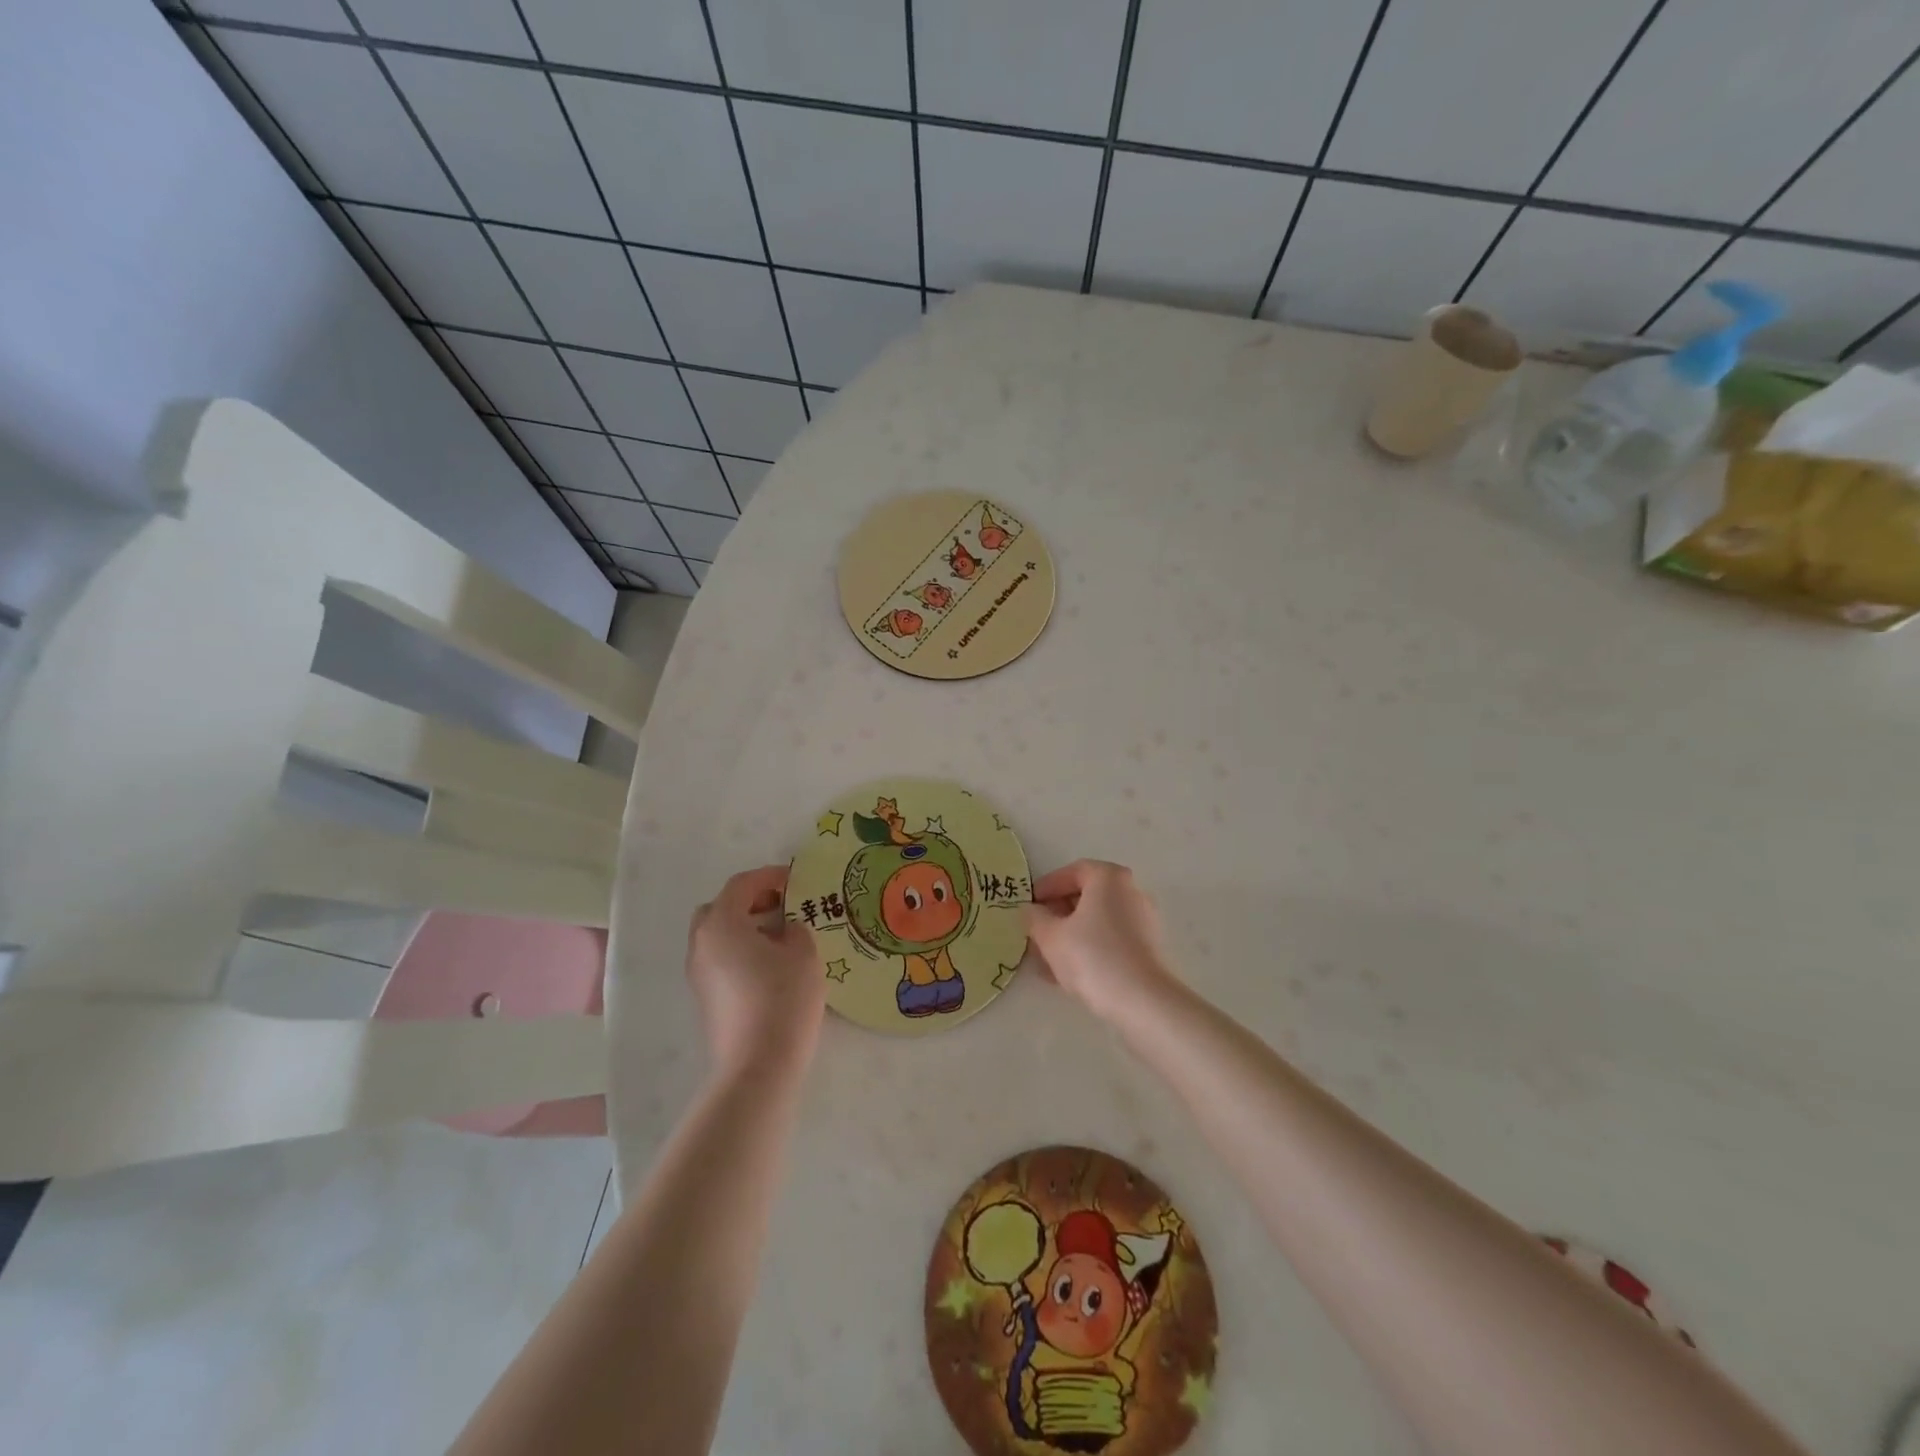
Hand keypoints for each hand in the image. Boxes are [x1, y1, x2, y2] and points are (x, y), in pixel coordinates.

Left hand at [686, 866, 824, 1079]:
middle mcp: (701, 943)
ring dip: (744, 927)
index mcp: (721, 923)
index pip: (742, 885)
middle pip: (720, 908)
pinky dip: (739, 950)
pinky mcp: (704, 998)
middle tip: (781, 905)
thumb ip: (796, 929)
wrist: (757, 1066)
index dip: (769, 876)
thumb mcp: (804, 953)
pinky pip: (719, 959)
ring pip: (717, 936)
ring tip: (779, 936)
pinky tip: (769, 965)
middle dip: (750, 901)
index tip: (795, 879)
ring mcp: (698, 974)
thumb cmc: (783, 999)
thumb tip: (786, 929)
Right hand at [1025, 860, 1178, 1021]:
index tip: (1029, 904)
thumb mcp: (1050, 937)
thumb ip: (1035, 918)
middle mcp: (1130, 892)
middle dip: (1057, 913)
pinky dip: (1087, 948)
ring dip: (1069, 935)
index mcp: (1109, 878)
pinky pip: (1110, 940)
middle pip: (1087, 896)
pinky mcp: (1147, 949)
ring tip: (1044, 958)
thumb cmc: (1092, 956)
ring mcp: (1142, 921)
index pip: (1073, 872)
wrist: (1142, 1001)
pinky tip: (1065, 973)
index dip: (1047, 886)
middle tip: (1035, 931)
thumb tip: (1030, 910)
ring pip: (1097, 922)